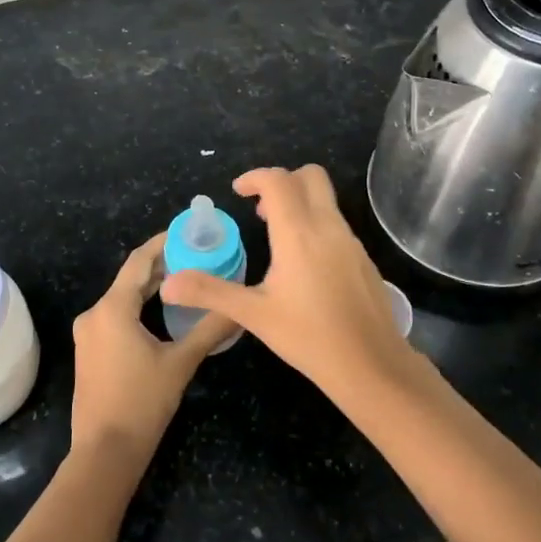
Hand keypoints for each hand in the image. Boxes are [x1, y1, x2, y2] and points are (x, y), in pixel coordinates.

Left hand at [70, 234, 234, 465]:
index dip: (163, 243)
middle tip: (196, 255)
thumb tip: (239, 307)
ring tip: (186, 278)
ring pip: (122, 298)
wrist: (105, 452)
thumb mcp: (181, 362)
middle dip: (162, 265)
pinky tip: (162, 311)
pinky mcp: (89, 351)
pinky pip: (115, 315)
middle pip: (130, 278)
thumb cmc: (142, 402)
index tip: (189, 232)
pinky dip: (138, 306)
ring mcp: (88, 334)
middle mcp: (94, 314)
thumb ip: (210, 329)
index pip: (139, 261)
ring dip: (151, 287)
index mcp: (112, 309)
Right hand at [159, 166, 427, 400]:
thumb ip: (210, 292)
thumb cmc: (309, 337)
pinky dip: (316, 225)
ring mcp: (351, 241)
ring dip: (300, 204)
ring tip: (276, 238)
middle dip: (282, 181)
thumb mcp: (253, 315)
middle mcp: (328, 227)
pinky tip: (304, 266)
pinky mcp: (364, 259)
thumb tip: (168, 284)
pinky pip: (337, 224)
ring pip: (326, 200)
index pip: (278, 180)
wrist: (372, 365)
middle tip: (260, 209)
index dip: (255, 177)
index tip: (238, 192)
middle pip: (310, 176)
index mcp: (299, 233)